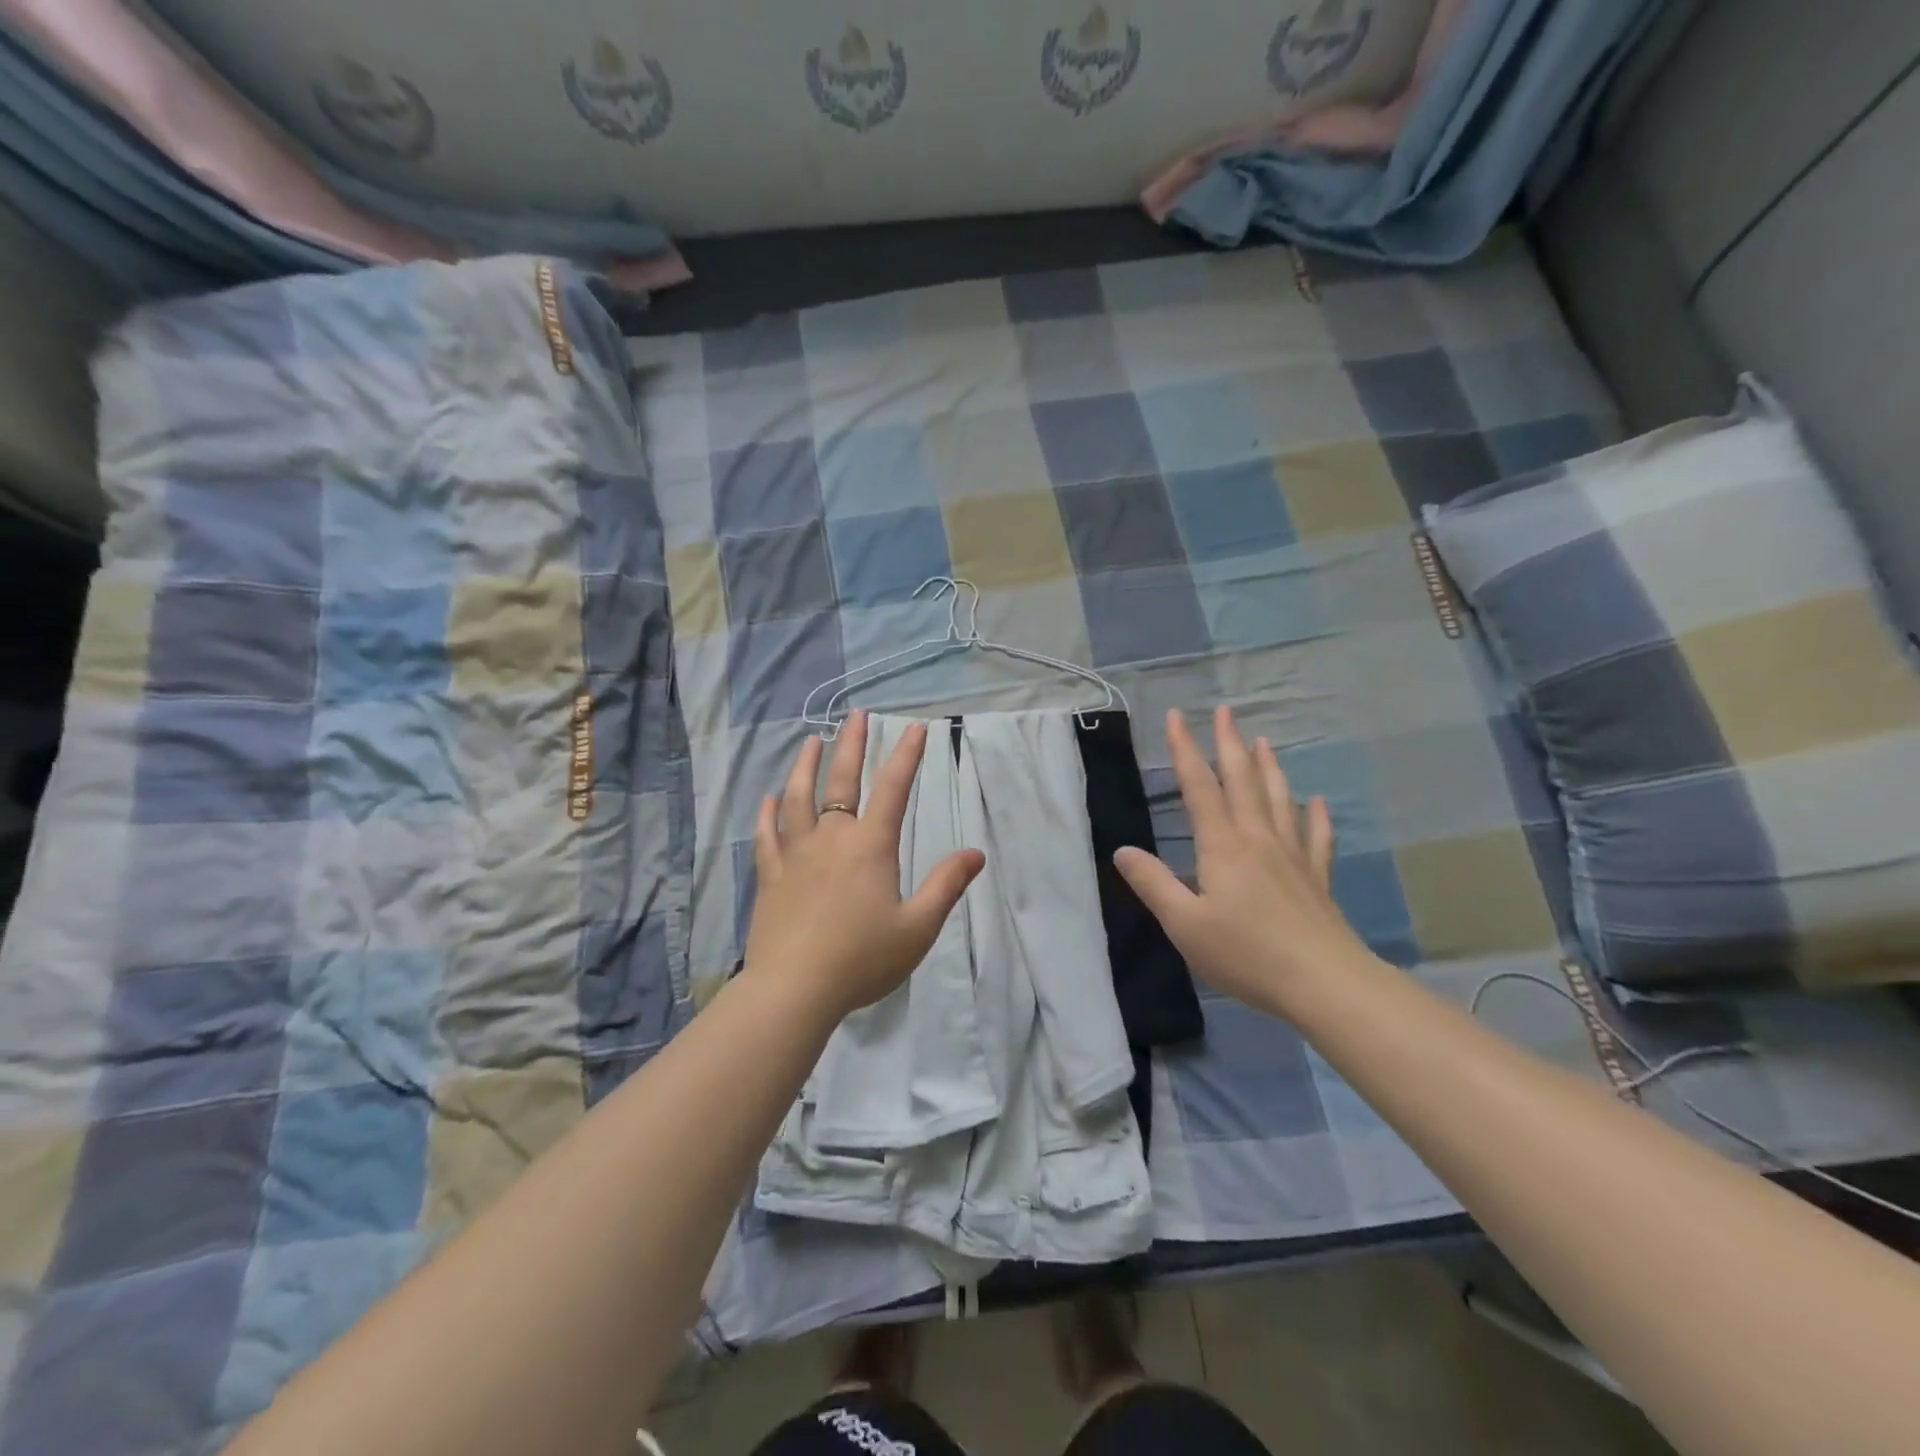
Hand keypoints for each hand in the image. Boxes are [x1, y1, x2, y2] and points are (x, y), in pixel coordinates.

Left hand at [743, 711, 984, 1018]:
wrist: (795, 989)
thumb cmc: (862, 959)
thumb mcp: (917, 928)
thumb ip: (945, 886)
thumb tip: (976, 854)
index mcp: (870, 847)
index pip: (893, 789)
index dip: (907, 756)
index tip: (916, 727)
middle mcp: (831, 839)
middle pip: (841, 781)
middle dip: (851, 745)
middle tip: (856, 715)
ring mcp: (795, 855)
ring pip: (797, 799)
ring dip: (805, 766)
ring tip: (810, 741)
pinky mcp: (771, 876)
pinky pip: (766, 835)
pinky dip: (767, 814)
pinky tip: (767, 799)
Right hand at [1115, 706, 1373, 1014]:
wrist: (1323, 982)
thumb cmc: (1245, 953)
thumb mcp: (1184, 924)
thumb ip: (1153, 884)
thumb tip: (1122, 850)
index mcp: (1222, 846)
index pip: (1199, 787)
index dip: (1185, 750)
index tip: (1176, 717)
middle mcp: (1258, 839)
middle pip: (1242, 781)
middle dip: (1229, 743)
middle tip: (1225, 711)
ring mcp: (1292, 856)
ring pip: (1279, 799)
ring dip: (1268, 767)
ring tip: (1263, 741)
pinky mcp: (1316, 878)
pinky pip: (1316, 836)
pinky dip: (1315, 815)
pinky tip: (1316, 802)